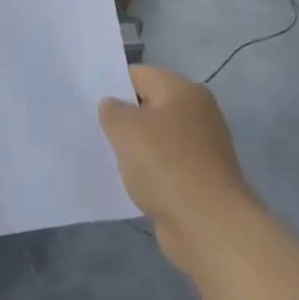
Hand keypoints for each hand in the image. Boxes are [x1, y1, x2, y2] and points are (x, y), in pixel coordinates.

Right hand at [99, 67, 256, 274]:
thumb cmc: (166, 166)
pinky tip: (130, 181)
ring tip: (107, 156)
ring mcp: (202, 145)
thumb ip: (112, 111)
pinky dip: (149, 170)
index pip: (139, 74)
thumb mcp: (126, 130)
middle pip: (150, 104)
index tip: (88, 103)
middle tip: (93, 129)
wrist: (209, 225)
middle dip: (124, 117)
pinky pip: (166, 163)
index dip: (112, 85)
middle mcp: (197, 112)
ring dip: (136, 146)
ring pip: (157, 136)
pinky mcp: (201, 176)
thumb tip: (113, 106)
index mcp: (183, 90)